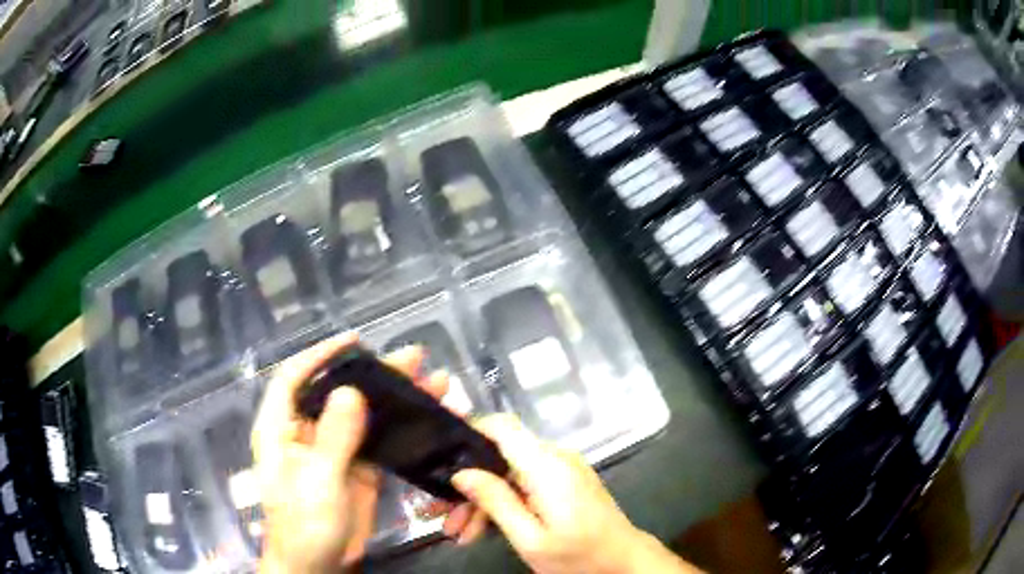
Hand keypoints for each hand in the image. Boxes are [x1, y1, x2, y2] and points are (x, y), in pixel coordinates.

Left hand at [253, 333, 467, 572]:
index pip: (294, 379)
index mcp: (281, 429)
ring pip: (363, 416)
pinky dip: (401, 429)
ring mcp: (334, 451)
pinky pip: (378, 442)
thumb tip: (349, 392)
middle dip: (373, 374)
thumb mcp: (316, 483)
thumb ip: (332, 439)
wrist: (317, 566)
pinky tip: (425, 419)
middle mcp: (305, 433)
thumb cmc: (303, 525)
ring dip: (394, 400)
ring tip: (432, 382)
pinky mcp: (357, 470)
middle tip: (413, 358)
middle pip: (337, 394)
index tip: (355, 341)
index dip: (320, 355)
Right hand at [451, 416, 700, 573]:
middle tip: (445, 519)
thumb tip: (461, 473)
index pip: (503, 426)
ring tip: (461, 534)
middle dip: (469, 486)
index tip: (440, 455)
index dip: (469, 431)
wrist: (625, 561)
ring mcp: (562, 470)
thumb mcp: (530, 538)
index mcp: (547, 466)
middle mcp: (555, 458)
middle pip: (500, 457)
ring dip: (484, 500)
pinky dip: (505, 502)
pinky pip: (526, 483)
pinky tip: (486, 529)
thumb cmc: (578, 555)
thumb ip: (496, 502)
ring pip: (509, 473)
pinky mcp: (565, 482)